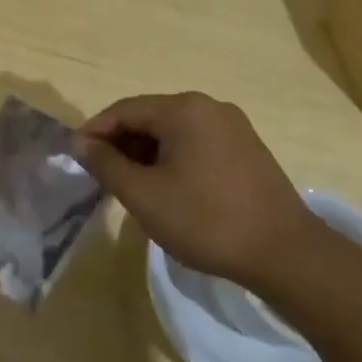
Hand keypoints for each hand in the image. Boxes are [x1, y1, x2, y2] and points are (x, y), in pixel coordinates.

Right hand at [76, 92, 318, 286]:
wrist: (285, 254)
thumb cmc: (205, 220)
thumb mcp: (143, 194)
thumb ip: (105, 164)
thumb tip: (81, 143)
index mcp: (184, 109)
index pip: (123, 110)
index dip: (94, 132)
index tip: (76, 159)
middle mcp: (209, 107)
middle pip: (149, 117)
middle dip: (121, 144)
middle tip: (102, 177)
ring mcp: (233, 127)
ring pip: (172, 132)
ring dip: (146, 154)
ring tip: (131, 187)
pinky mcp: (247, 149)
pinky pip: (195, 144)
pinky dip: (172, 160)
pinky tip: (167, 189)